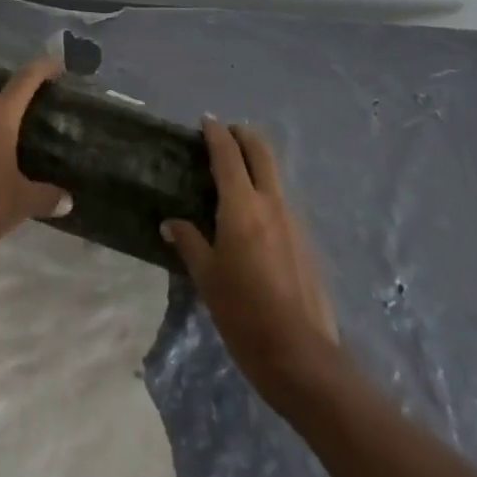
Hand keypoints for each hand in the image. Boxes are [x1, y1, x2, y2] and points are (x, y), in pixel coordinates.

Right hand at [163, 119, 339, 401]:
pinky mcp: (306, 241)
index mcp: (242, 206)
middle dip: (243, 135)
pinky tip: (254, 215)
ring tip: (235, 174)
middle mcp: (272, 203)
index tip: (206, 121)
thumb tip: (171, 223)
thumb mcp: (207, 279)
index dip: (216, 133)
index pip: (228, 154)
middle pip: (261, 151)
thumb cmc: (244, 314)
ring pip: (275, 174)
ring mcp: (294, 221)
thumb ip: (189, 243)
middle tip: (225, 134)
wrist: (302, 355)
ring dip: (257, 162)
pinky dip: (267, 190)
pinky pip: (283, 201)